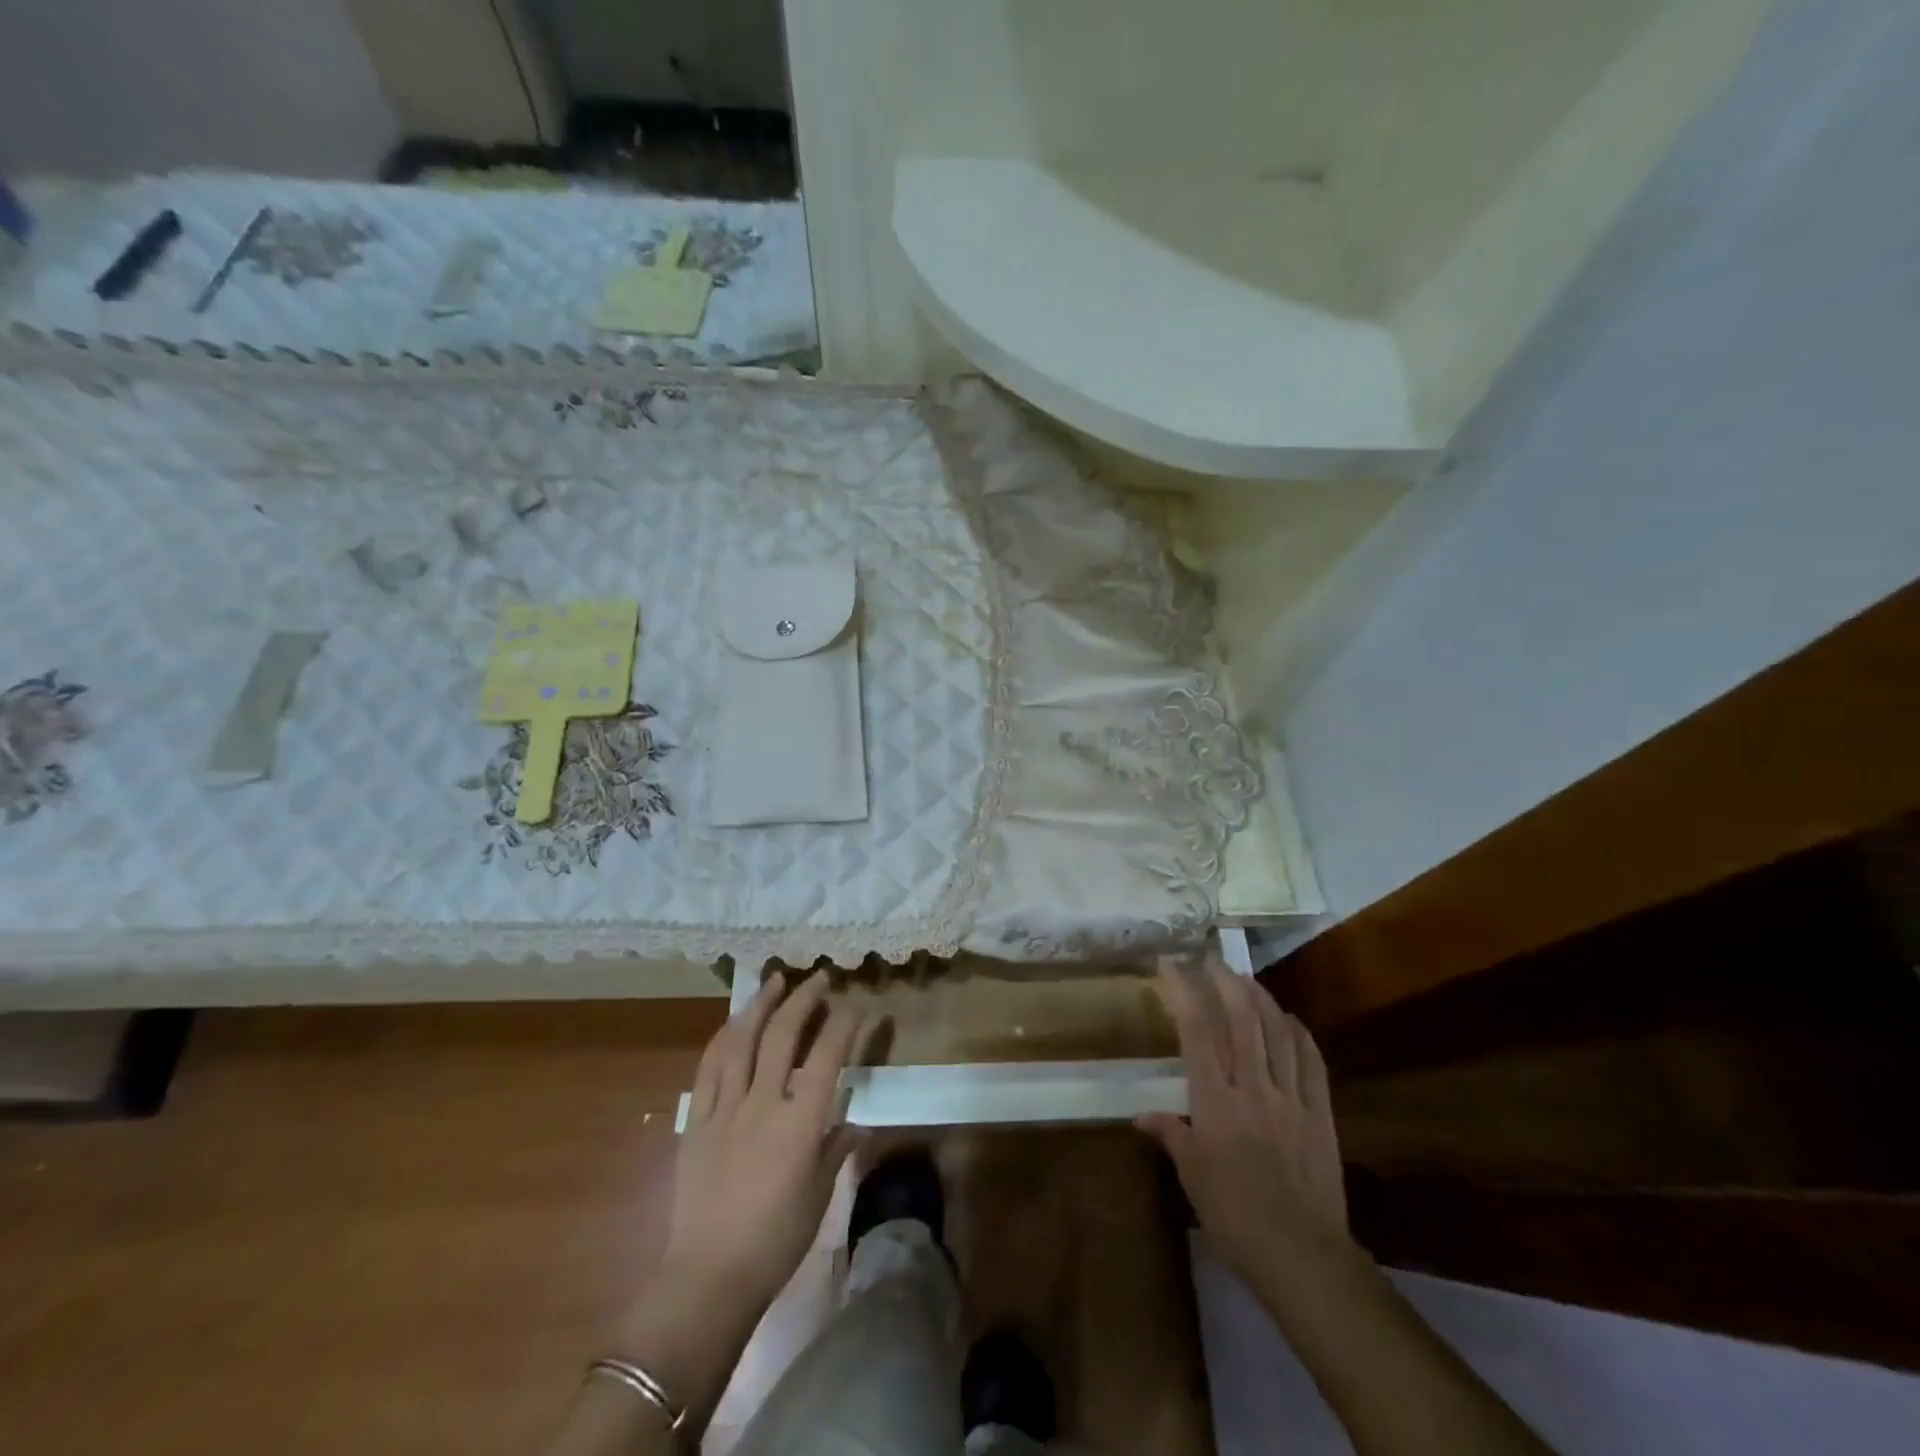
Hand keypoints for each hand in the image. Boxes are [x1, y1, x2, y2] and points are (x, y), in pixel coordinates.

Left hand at [662, 971, 875, 1308]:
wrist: (709, 1277)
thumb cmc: (776, 1241)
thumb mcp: (819, 1194)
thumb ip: (837, 1149)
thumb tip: (854, 1123)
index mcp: (800, 1122)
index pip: (827, 1055)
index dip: (844, 1023)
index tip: (856, 1005)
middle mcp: (763, 1103)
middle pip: (783, 1035)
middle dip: (804, 999)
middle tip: (817, 978)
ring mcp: (725, 1108)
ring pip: (741, 1040)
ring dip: (760, 1005)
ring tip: (773, 981)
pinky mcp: (696, 1120)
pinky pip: (708, 1068)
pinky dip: (723, 1038)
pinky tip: (733, 1023)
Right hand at [1139, 955, 1353, 1294]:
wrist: (1302, 1256)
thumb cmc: (1234, 1216)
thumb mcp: (1192, 1176)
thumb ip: (1172, 1135)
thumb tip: (1141, 1116)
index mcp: (1216, 1101)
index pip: (1197, 1031)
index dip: (1183, 991)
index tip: (1170, 964)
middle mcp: (1253, 1088)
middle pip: (1242, 1020)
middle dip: (1226, 982)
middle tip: (1212, 960)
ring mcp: (1291, 1098)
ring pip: (1278, 1033)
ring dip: (1262, 999)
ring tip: (1246, 980)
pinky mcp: (1320, 1115)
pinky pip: (1312, 1063)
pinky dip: (1300, 1035)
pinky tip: (1291, 1021)